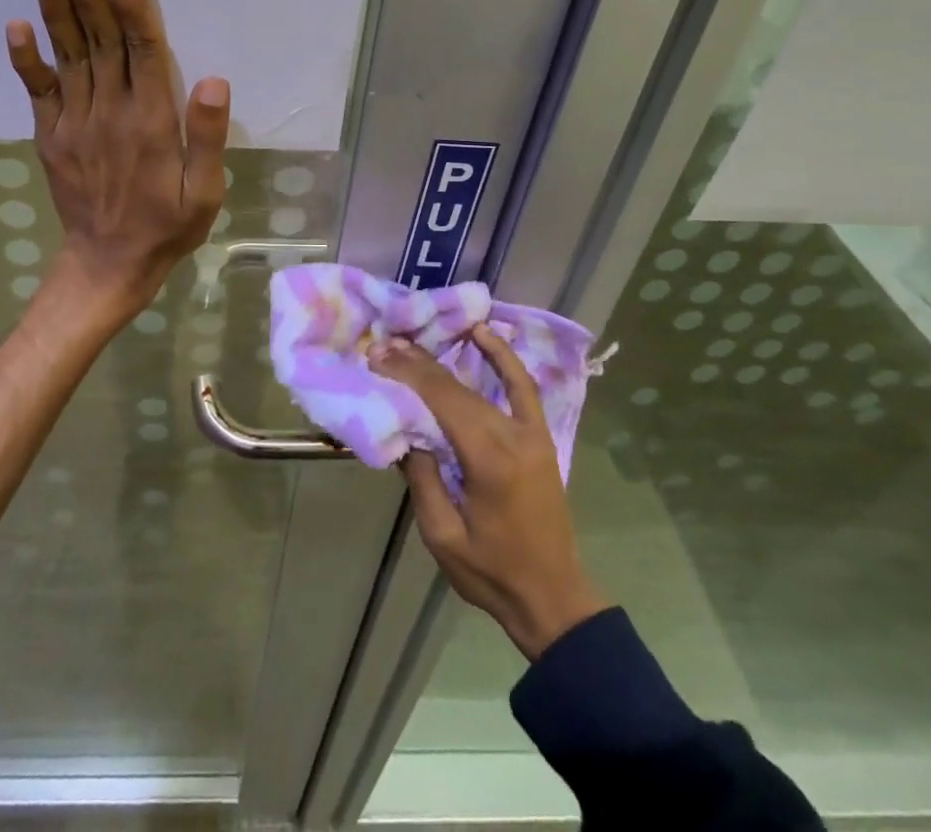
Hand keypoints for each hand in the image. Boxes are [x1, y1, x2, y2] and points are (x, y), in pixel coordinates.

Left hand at [6, 0, 229, 310]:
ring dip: (57, 9)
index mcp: (151, 121)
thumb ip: (209, 138)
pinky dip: (25, 58)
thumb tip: (213, 81)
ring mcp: (74, 122)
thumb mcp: (206, 192)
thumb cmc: (167, 225)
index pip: (142, 49)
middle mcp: (109, 112)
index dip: (133, 3)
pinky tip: (15, 24)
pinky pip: (36, 91)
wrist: (108, 264)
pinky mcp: (50, 136)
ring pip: (68, 56)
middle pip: (99, 40)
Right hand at [370, 325, 610, 660]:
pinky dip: (503, 358)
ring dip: (445, 360)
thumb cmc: (491, 572)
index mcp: (489, 460)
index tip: (377, 356)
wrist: (552, 598)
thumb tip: (405, 431)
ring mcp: (531, 433)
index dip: (408, 374)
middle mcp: (513, 436)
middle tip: (383, 346)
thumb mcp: (441, 535)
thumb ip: (422, 479)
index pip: (442, 401)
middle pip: (457, 388)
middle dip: (417, 364)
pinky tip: (483, 333)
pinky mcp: (540, 437)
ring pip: (481, 384)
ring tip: (412, 341)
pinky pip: (522, 387)